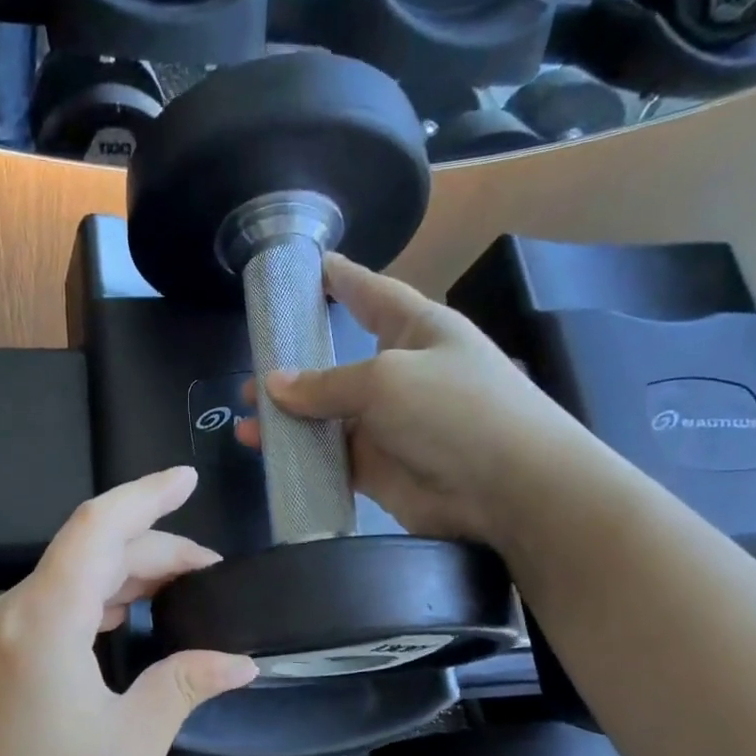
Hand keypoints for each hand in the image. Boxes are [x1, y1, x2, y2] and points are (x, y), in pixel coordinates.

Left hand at [0, 468, 256, 755]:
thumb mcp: (133, 744)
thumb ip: (186, 683)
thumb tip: (239, 661)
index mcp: (40, 623)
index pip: (97, 528)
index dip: (146, 495)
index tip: (187, 478)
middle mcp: (1, 616)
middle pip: (82, 556)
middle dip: (148, 552)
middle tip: (206, 572)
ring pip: (59, 583)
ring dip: (116, 579)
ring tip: (174, 591)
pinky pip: (38, 613)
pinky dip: (84, 606)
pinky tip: (119, 621)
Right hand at [235, 254, 587, 548]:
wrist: (507, 488)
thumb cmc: (455, 409)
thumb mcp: (386, 380)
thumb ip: (326, 384)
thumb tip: (273, 385)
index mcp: (417, 330)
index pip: (372, 295)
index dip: (342, 280)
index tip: (311, 267)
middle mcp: (401, 374)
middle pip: (338, 364)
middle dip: (295, 368)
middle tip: (252, 372)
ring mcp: (389, 425)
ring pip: (327, 418)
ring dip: (288, 420)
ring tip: (248, 423)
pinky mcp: (379, 469)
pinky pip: (331, 459)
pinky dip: (301, 458)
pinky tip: (271, 457)